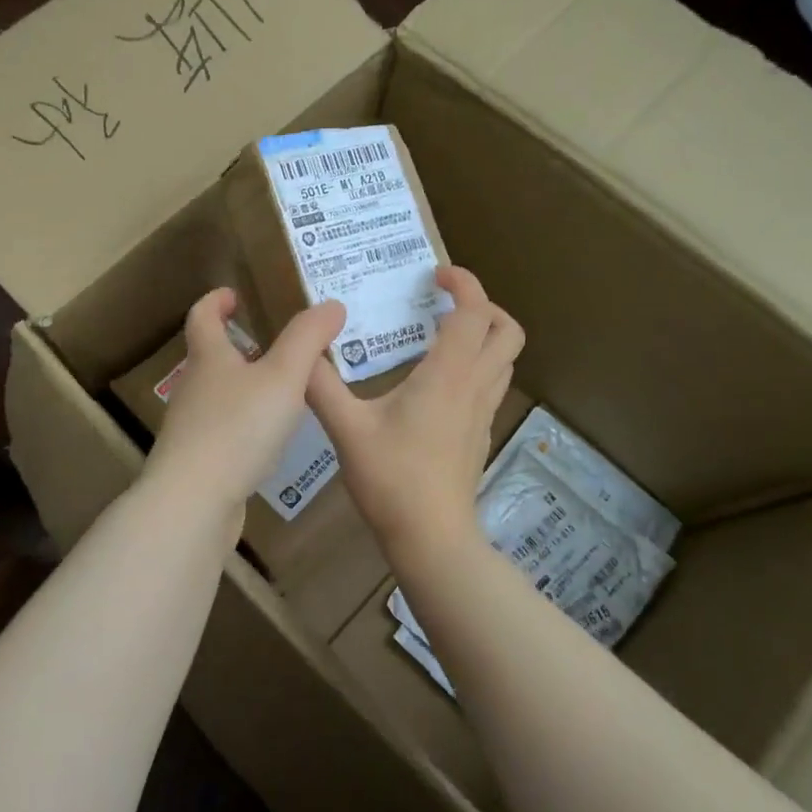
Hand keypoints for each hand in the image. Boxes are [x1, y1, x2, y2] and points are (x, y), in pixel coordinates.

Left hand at [147, 288, 345, 514]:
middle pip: (208, 356)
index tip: (233, 294)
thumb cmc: (238, 428)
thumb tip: (332, 304)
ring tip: (278, 390)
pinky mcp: (197, 461)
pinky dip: (242, 423)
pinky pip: (221, 430)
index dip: (216, 301)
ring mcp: (191, 427)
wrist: (194, 501)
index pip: (203, 316)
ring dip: (241, 385)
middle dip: (234, 345)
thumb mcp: (284, 377)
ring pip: (216, 395)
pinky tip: (266, 439)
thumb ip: (308, 339)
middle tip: (269, 343)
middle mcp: (194, 388)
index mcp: (208, 358)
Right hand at [306, 267, 523, 558]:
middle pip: (507, 331)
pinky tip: (436, 381)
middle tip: (444, 304)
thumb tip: (303, 351)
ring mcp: (482, 413)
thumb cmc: (392, 479)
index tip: (435, 274)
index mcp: (448, 375)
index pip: (475, 312)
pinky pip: (490, 383)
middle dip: (484, 306)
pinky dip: (475, 364)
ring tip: (440, 335)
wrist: (432, 538)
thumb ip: (321, 386)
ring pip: (504, 359)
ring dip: (483, 335)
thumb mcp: (346, 429)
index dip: (463, 283)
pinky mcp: (479, 434)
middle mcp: (474, 387)